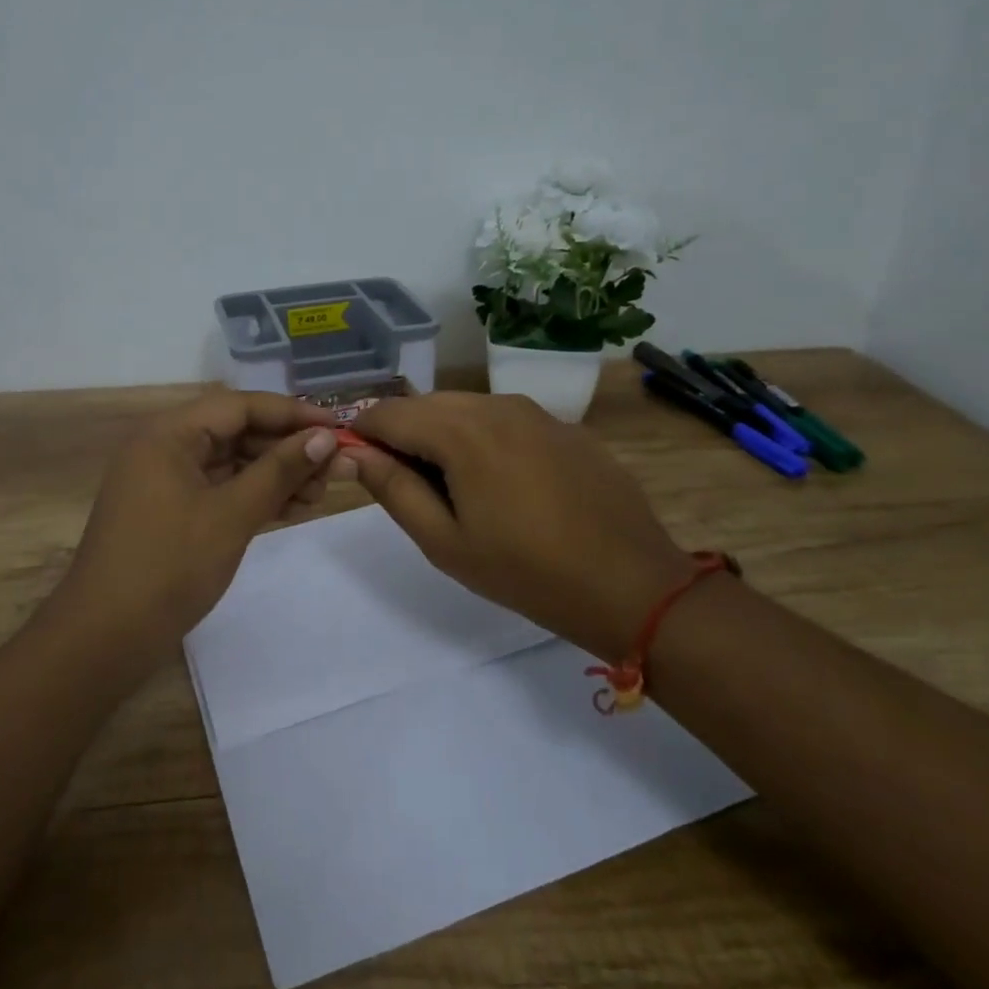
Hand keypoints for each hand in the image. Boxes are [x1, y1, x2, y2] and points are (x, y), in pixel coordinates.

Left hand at [46, 390, 340, 680]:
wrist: (104, 639)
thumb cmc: (168, 566)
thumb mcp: (231, 515)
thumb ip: (279, 471)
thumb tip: (324, 437)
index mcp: (169, 434)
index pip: (240, 406)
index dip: (291, 413)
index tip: (337, 426)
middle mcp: (165, 447)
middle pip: (236, 431)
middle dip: (286, 447)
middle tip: (333, 467)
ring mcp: (166, 482)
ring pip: (231, 463)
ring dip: (274, 474)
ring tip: (319, 494)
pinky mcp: (171, 512)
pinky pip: (220, 489)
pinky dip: (254, 496)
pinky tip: (292, 509)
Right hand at [348, 392, 689, 652]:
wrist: (632, 584)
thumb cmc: (526, 571)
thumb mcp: (445, 542)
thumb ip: (393, 490)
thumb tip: (356, 454)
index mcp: (461, 430)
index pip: (388, 412)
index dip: (364, 433)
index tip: (359, 465)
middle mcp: (496, 404)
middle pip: (427, 404)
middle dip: (404, 434)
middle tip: (408, 486)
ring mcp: (536, 411)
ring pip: (467, 408)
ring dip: (444, 435)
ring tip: (455, 488)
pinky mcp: (564, 426)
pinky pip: (505, 420)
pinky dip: (484, 438)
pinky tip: (504, 485)